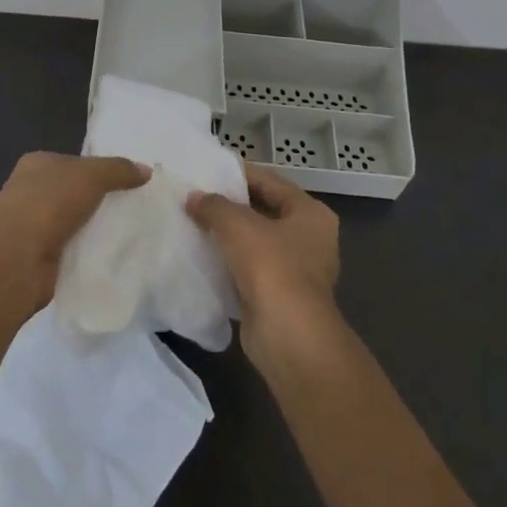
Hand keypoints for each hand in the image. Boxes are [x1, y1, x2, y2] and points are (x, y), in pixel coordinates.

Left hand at [0, 151, 148, 310]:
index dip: (102, 169)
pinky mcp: (41, 257)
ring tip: (132, 232)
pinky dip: (90, 251)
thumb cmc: (48, 204)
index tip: (131, 181)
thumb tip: (146, 170)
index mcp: (37, 164)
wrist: (15, 260)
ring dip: (96, 227)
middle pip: (76, 192)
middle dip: (102, 200)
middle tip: (137, 207)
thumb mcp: (90, 176)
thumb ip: (119, 170)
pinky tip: (114, 255)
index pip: (76, 162)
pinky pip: (74, 248)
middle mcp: (32, 191)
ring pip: (76, 221)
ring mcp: (34, 225)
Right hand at [186, 166, 339, 369]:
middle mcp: (310, 239)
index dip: (240, 174)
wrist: (287, 336)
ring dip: (229, 236)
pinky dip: (230, 262)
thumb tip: (194, 198)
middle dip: (231, 206)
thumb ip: (214, 205)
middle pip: (264, 212)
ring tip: (194, 222)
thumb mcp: (237, 224)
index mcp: (311, 214)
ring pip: (256, 242)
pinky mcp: (280, 296)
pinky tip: (203, 255)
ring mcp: (297, 270)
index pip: (271, 182)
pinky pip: (250, 269)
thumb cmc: (270, 267)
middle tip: (197, 196)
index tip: (209, 171)